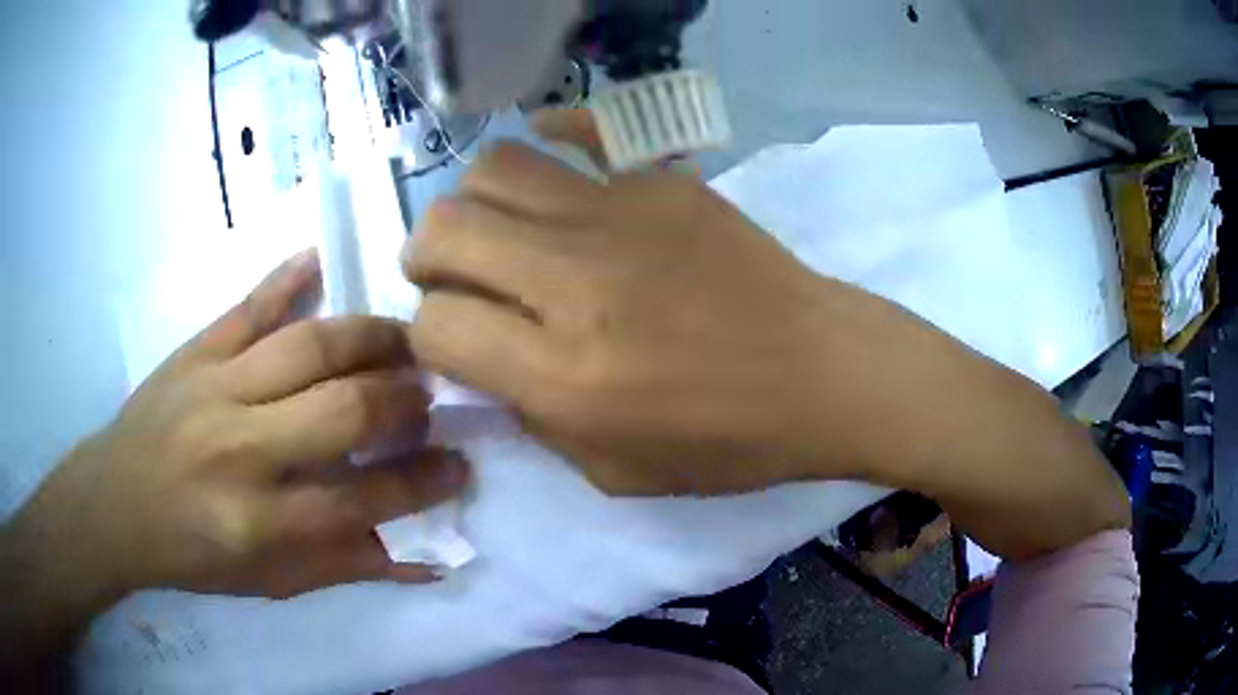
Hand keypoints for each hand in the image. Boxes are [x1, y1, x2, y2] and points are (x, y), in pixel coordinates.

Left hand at [5, 250, 466, 612]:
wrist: (114, 504)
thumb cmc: (191, 554)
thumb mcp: (267, 582)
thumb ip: (342, 567)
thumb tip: (421, 559)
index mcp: (258, 522)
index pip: (362, 500)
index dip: (421, 482)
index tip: (460, 464)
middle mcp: (240, 449)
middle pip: (342, 408)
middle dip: (403, 399)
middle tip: (429, 394)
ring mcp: (214, 387)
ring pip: (308, 345)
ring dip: (368, 337)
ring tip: (403, 339)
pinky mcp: (194, 350)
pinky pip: (249, 305)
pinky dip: (287, 278)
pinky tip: (319, 259)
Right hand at [403, 111, 866, 495]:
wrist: (821, 372)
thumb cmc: (729, 441)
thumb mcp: (614, 472)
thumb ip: (531, 419)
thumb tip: (484, 364)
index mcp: (561, 375)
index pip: (435, 326)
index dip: (429, 336)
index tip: (455, 342)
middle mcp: (572, 282)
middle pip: (443, 230)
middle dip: (425, 258)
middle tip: (452, 278)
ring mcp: (617, 215)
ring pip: (491, 169)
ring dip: (471, 203)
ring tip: (495, 230)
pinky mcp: (659, 180)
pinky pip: (575, 135)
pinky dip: (543, 151)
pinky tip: (550, 178)